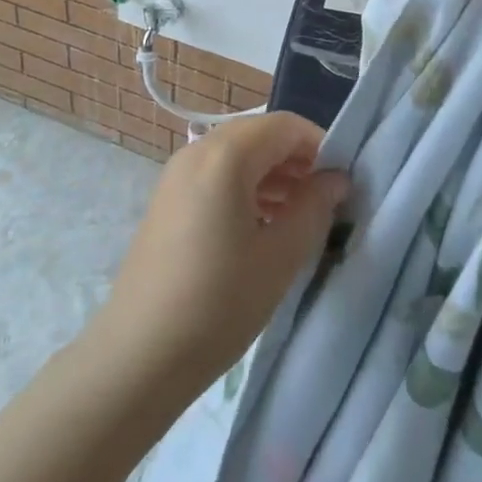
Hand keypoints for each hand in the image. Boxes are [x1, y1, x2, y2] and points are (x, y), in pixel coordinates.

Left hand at [87, 113, 348, 405]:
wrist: (138, 355)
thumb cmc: (218, 303)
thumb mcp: (280, 257)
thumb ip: (314, 208)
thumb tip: (336, 179)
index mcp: (225, 155)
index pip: (285, 126)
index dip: (321, 145)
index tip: (343, 182)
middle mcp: (197, 151)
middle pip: (259, 135)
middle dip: (297, 160)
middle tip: (324, 200)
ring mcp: (176, 174)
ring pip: (237, 155)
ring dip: (273, 174)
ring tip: (298, 217)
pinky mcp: (167, 199)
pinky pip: (216, 175)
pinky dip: (246, 187)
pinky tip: (262, 226)